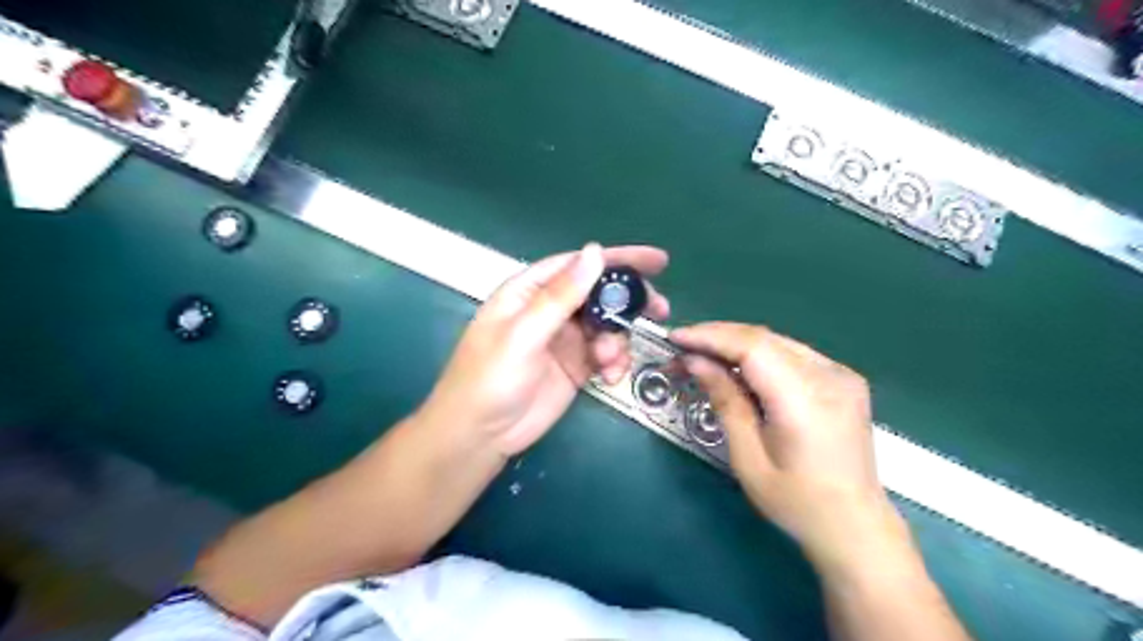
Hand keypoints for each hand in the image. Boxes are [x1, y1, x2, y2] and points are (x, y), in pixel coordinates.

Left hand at [418, 244, 671, 457]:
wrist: (480, 436)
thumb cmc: (491, 378)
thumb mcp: (524, 334)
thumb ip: (561, 295)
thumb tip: (594, 252)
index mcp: (529, 291)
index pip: (578, 265)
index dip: (617, 259)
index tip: (656, 261)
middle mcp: (549, 310)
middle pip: (598, 294)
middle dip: (628, 301)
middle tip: (659, 309)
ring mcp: (564, 339)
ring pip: (606, 326)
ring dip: (618, 340)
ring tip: (609, 361)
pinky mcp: (575, 367)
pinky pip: (605, 355)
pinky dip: (614, 362)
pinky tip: (610, 377)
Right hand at [671, 323, 902, 573]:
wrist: (855, 526)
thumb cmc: (796, 502)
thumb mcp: (749, 459)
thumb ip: (725, 402)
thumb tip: (696, 362)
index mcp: (806, 402)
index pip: (753, 347)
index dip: (711, 336)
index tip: (676, 338)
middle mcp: (830, 377)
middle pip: (764, 338)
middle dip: (717, 337)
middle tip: (682, 348)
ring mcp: (841, 374)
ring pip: (776, 341)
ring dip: (735, 343)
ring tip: (702, 355)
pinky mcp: (843, 378)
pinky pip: (791, 353)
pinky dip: (758, 354)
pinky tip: (738, 367)